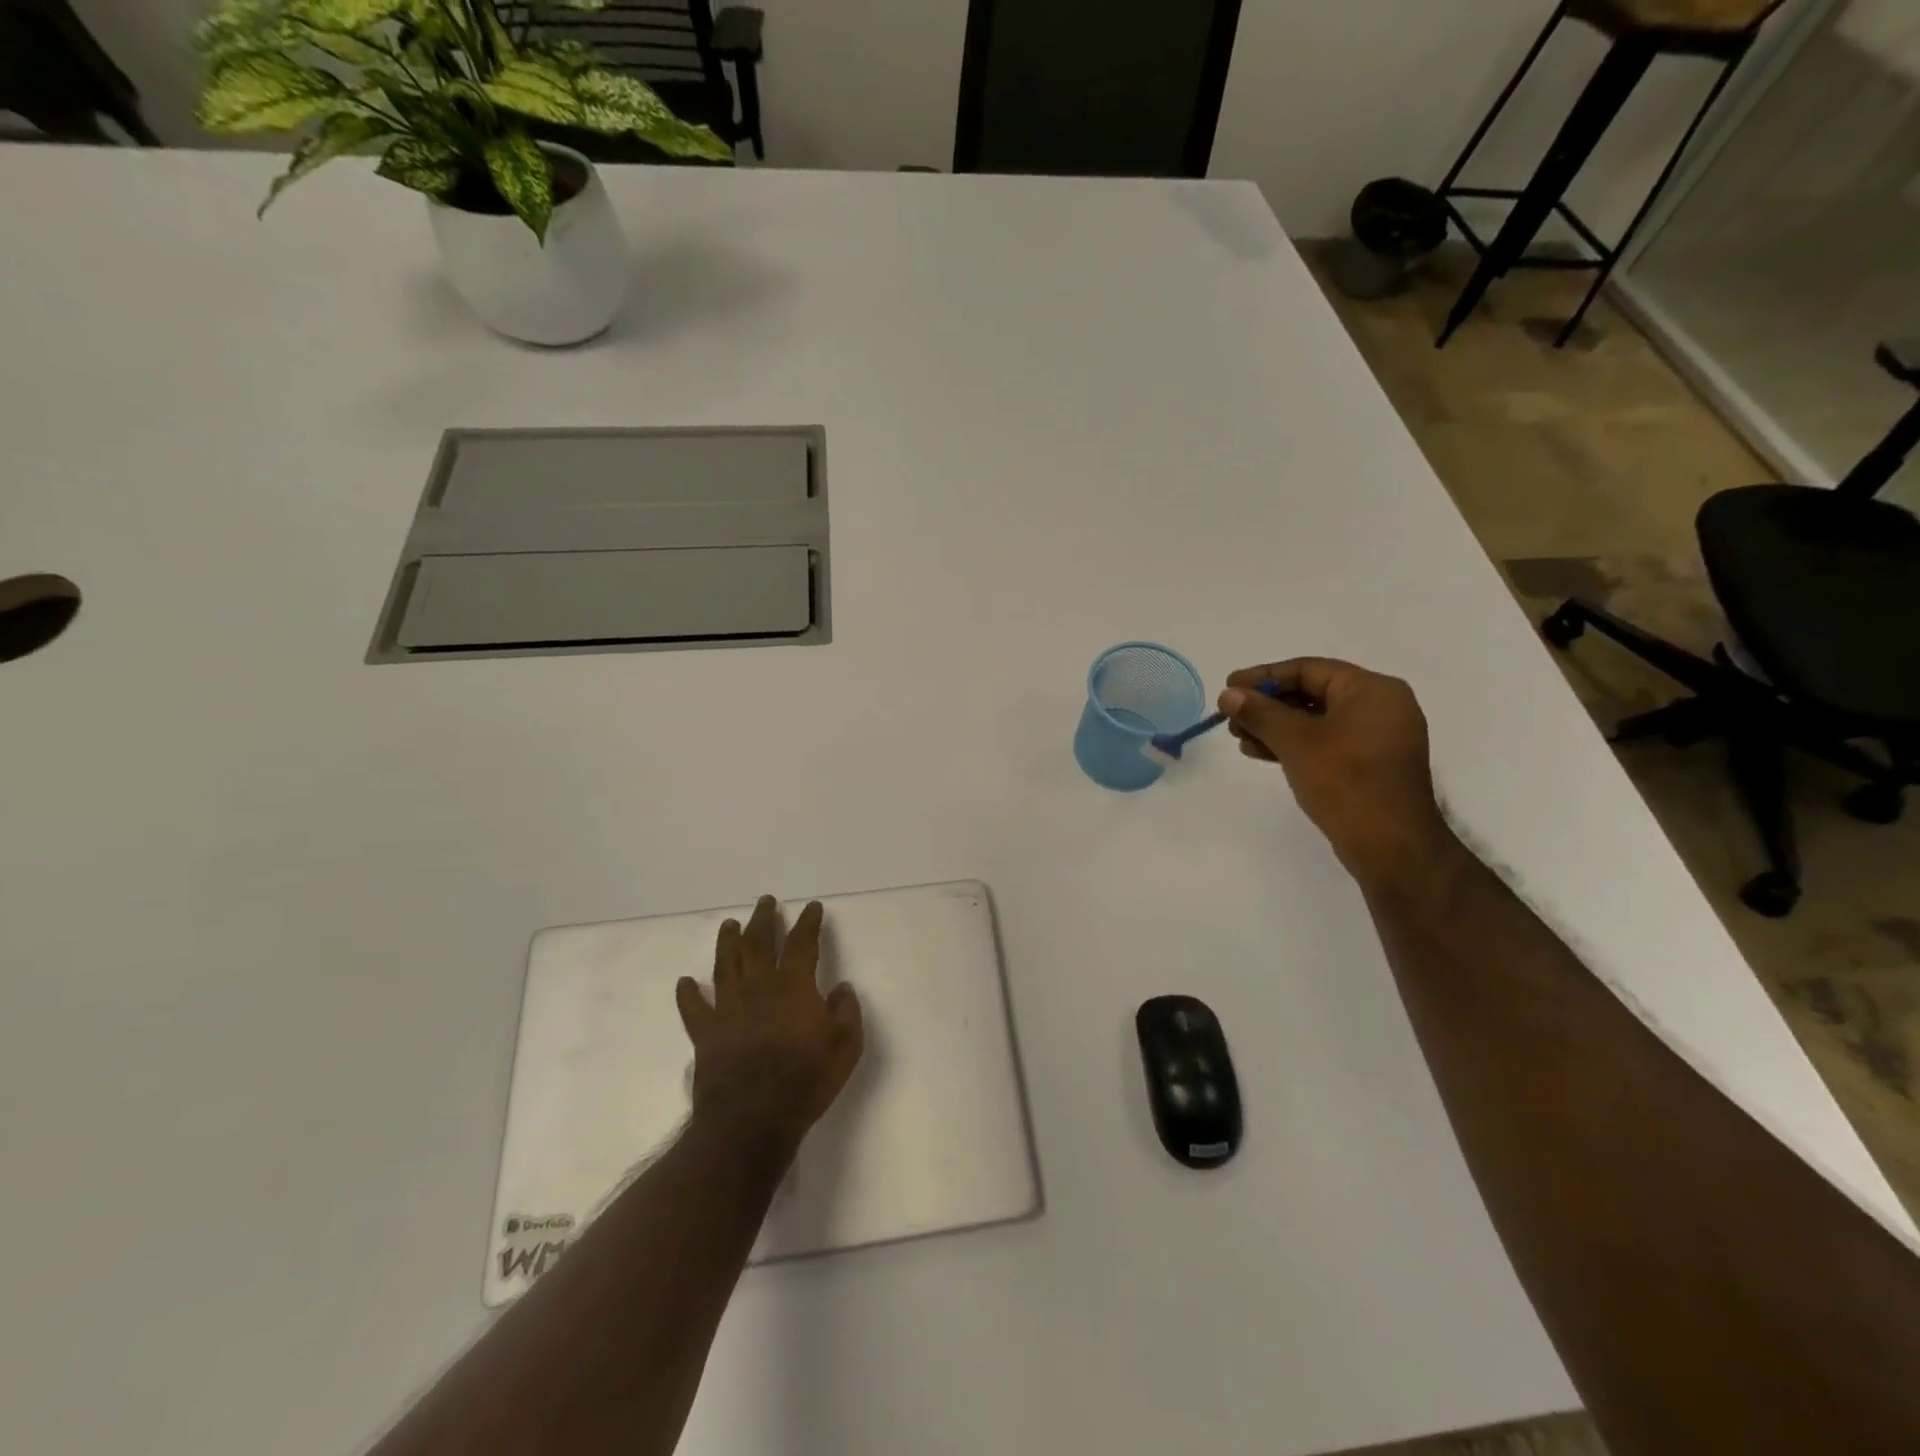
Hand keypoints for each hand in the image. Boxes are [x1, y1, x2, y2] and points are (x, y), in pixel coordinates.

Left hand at [675, 896, 864, 1147]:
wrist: (752, 1120)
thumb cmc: (805, 1081)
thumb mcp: (845, 1047)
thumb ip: (846, 1012)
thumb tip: (841, 988)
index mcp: (793, 987)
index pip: (802, 944)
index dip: (808, 923)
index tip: (811, 907)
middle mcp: (758, 988)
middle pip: (758, 943)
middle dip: (764, 919)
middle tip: (766, 902)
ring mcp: (728, 1009)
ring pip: (725, 965)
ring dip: (727, 942)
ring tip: (729, 924)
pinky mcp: (705, 1033)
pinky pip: (693, 1007)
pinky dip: (688, 993)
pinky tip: (686, 981)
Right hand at [1220, 658, 1452, 881]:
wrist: (1391, 844)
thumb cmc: (1345, 781)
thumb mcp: (1295, 741)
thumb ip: (1260, 713)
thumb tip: (1229, 694)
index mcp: (1371, 690)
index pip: (1308, 669)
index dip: (1263, 676)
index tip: (1229, 686)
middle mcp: (1380, 706)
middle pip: (1311, 693)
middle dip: (1267, 705)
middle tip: (1231, 717)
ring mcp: (1377, 737)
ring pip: (1316, 720)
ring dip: (1275, 727)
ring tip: (1240, 739)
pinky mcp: (1370, 764)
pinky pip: (1326, 741)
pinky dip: (1294, 744)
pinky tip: (1261, 753)